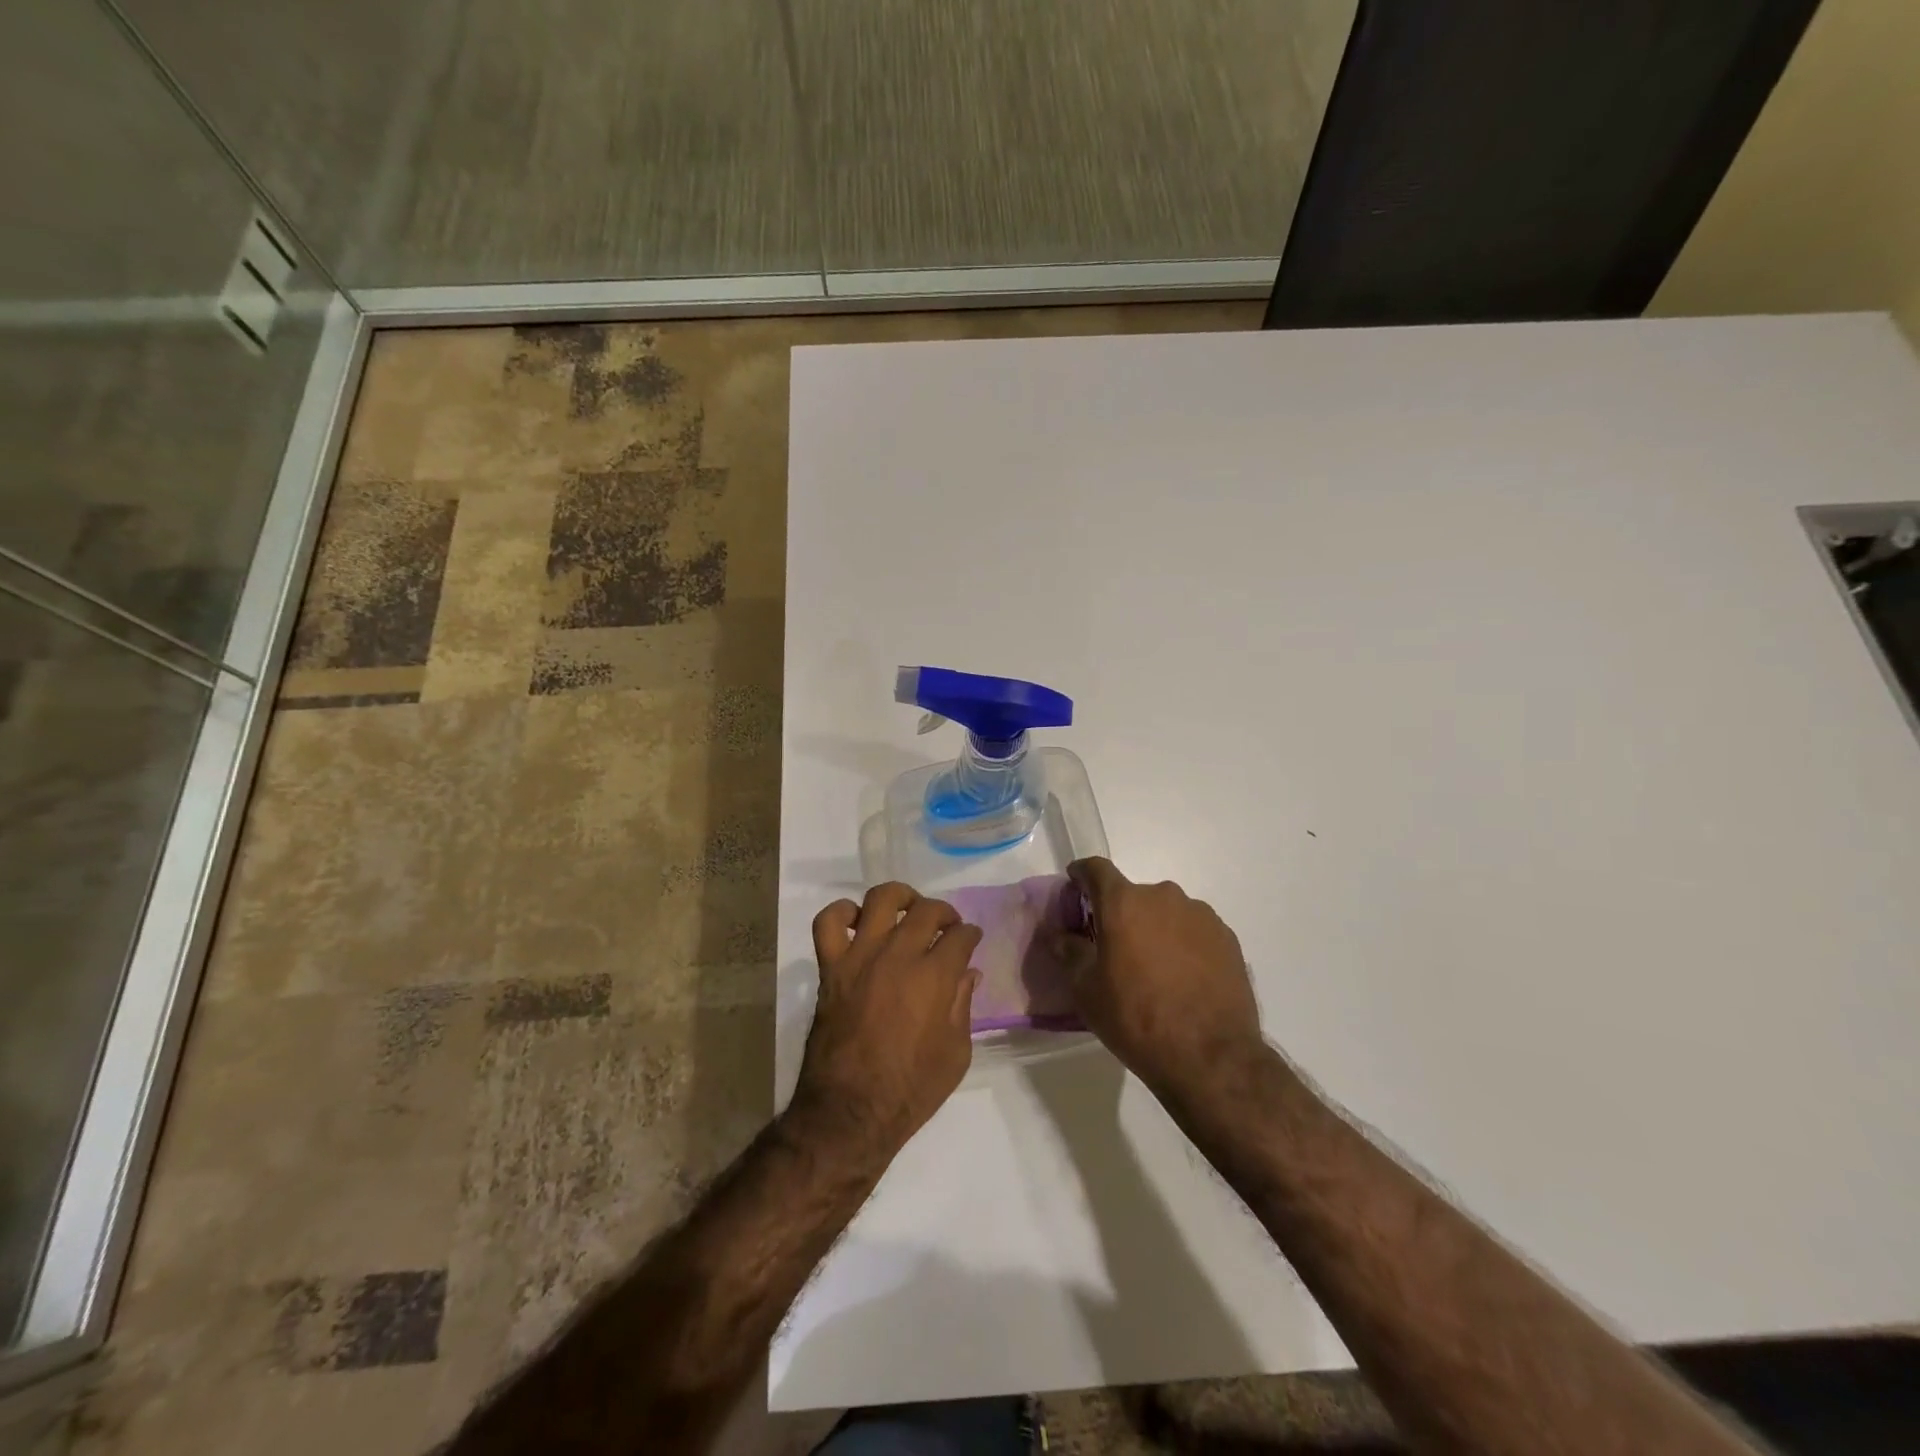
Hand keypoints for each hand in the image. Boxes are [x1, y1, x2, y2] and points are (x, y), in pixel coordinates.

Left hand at [789, 883, 982, 1166]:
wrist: (849, 1113)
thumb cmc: (910, 1090)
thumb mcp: (955, 1054)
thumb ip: (962, 1006)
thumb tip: (968, 973)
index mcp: (935, 977)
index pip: (960, 936)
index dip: (970, 935)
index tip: (970, 940)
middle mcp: (899, 955)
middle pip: (926, 910)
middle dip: (944, 913)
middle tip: (946, 927)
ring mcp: (860, 957)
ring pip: (880, 900)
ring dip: (899, 897)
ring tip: (906, 908)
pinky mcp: (831, 967)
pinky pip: (827, 923)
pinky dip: (840, 913)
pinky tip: (855, 922)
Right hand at [1062, 858, 1264, 1098]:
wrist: (1210, 1056)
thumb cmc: (1136, 1018)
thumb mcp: (1087, 991)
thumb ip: (1069, 953)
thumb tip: (1061, 936)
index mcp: (1124, 903)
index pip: (1096, 869)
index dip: (1082, 875)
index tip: (1075, 886)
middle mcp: (1163, 897)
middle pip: (1133, 894)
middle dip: (1121, 914)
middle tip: (1114, 947)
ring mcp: (1200, 915)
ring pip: (1166, 912)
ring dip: (1155, 928)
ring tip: (1154, 968)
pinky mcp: (1227, 938)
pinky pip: (1194, 930)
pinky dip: (1183, 944)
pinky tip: (1183, 978)